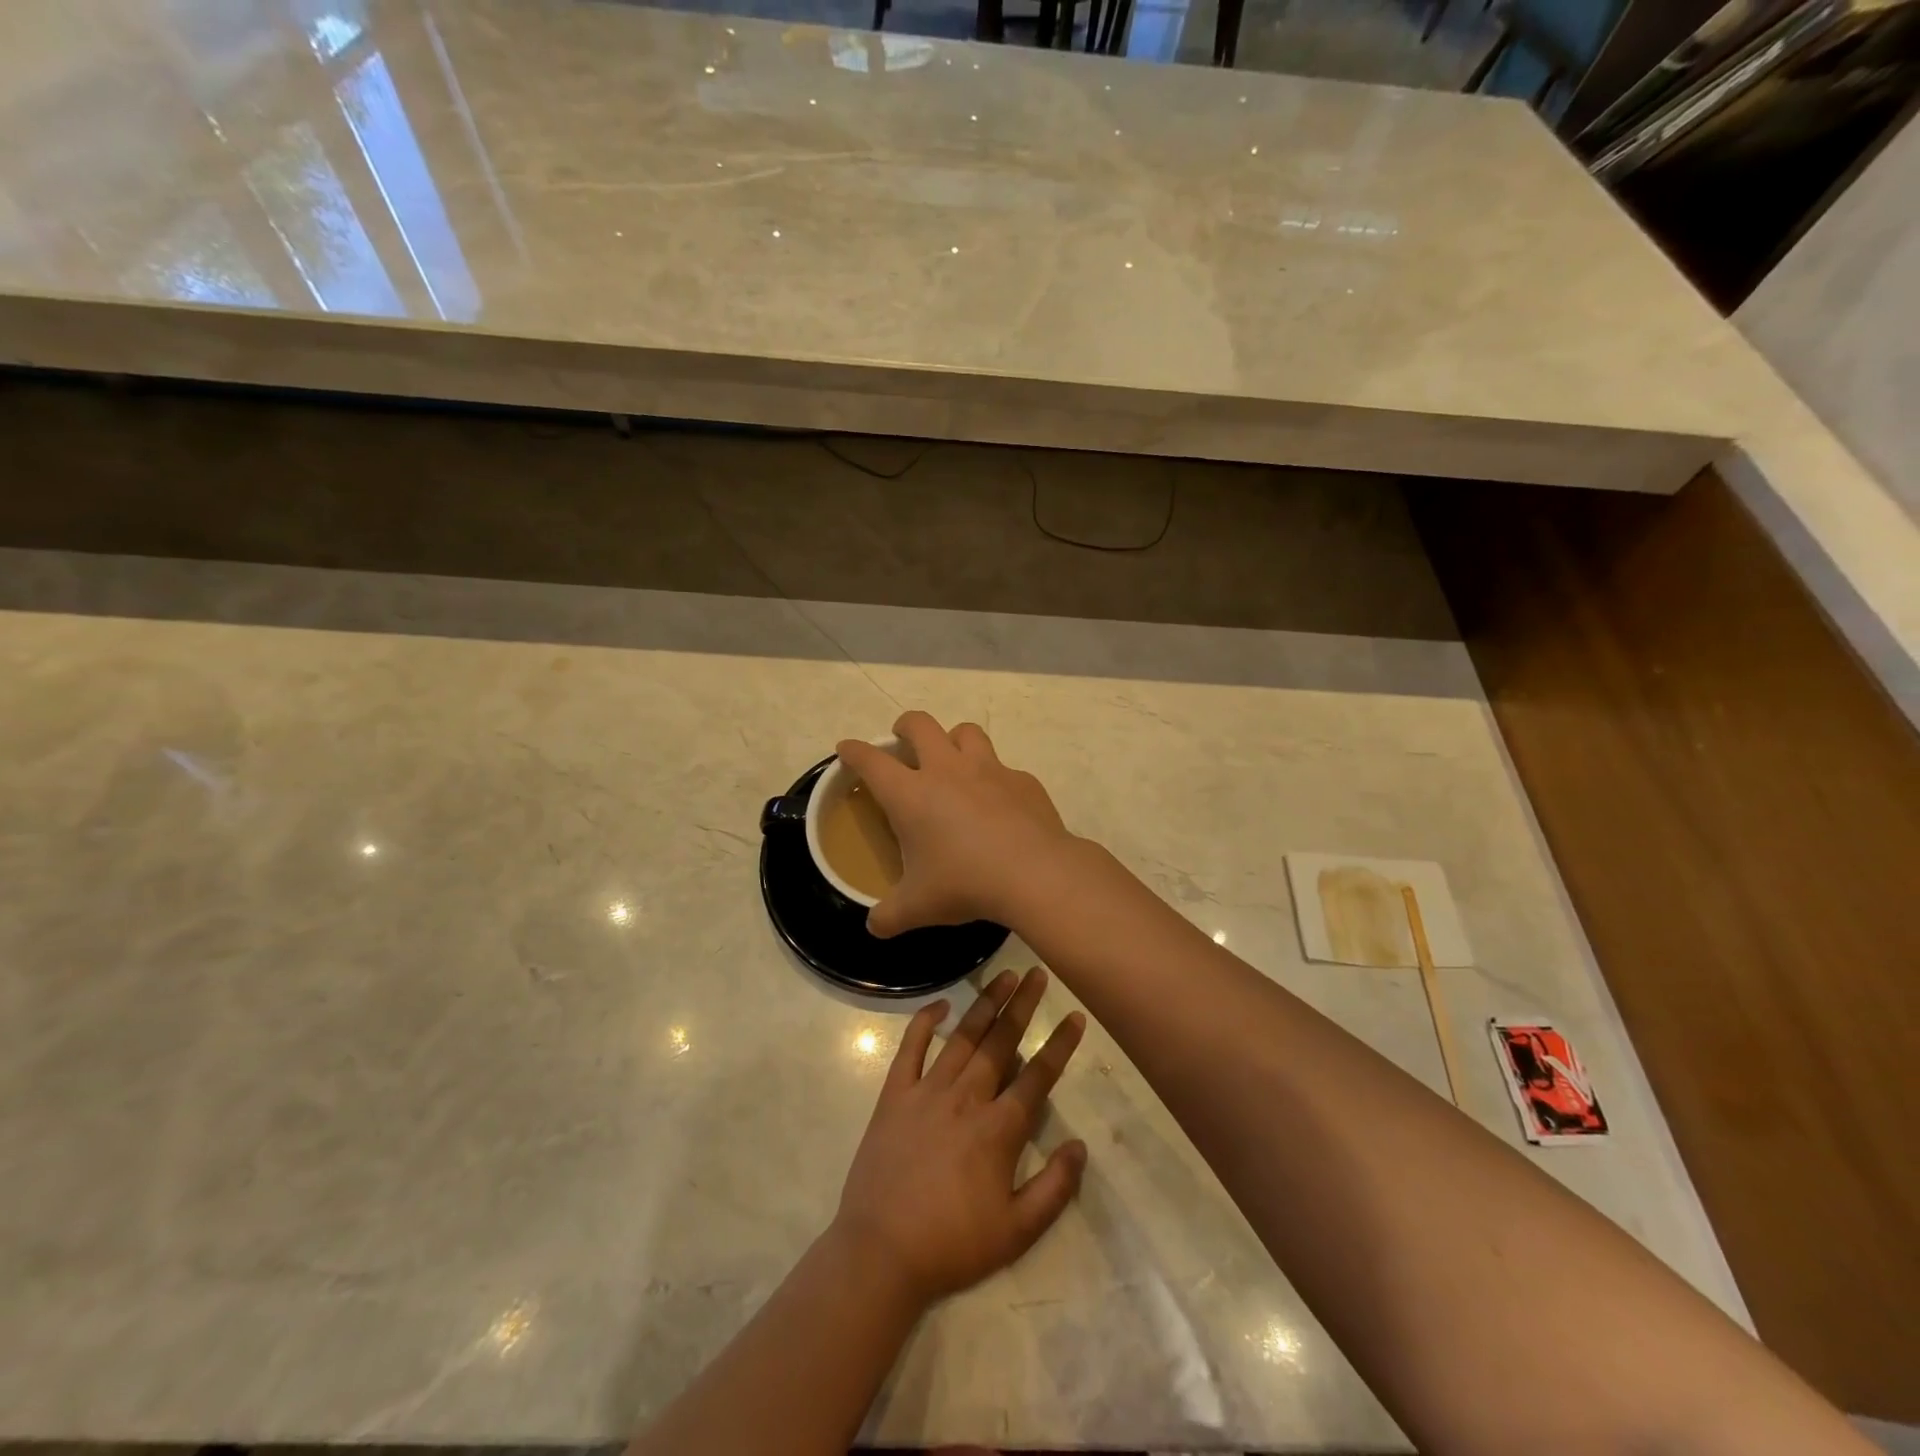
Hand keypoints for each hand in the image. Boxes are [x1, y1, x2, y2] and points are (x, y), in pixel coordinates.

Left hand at [833, 966, 1087, 1307]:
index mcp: (998, 1129)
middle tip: (1038, 973)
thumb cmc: (953, 1244)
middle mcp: (966, 1098)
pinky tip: (941, 1004)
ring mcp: (927, 1091)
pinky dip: (924, 1022)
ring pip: (963, 1037)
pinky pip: (910, 1048)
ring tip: (1004, 975)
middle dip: (1023, 1006)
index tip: (1075, 1016)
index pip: (1037, 1077)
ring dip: (985, 1004)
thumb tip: (1080, 1146)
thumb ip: (1055, 1188)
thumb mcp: (1017, 1232)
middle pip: (1001, 1042)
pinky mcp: (894, 1095)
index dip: (1059, 1045)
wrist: (881, 1253)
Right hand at [837, 711, 1075, 937]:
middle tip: (902, 739)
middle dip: (905, 726)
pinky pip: (1003, 767)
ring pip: (965, 732)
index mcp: (911, 794)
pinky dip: (994, 778)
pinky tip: (999, 802)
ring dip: (953, 739)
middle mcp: (946, 770)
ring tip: (952, 759)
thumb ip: (889, 916)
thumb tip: (873, 927)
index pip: (871, 761)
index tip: (847, 749)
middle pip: (920, 725)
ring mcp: (989, 770)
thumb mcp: (918, 907)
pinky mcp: (1022, 780)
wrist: (1035, 873)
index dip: (854, 751)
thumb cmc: (965, 883)